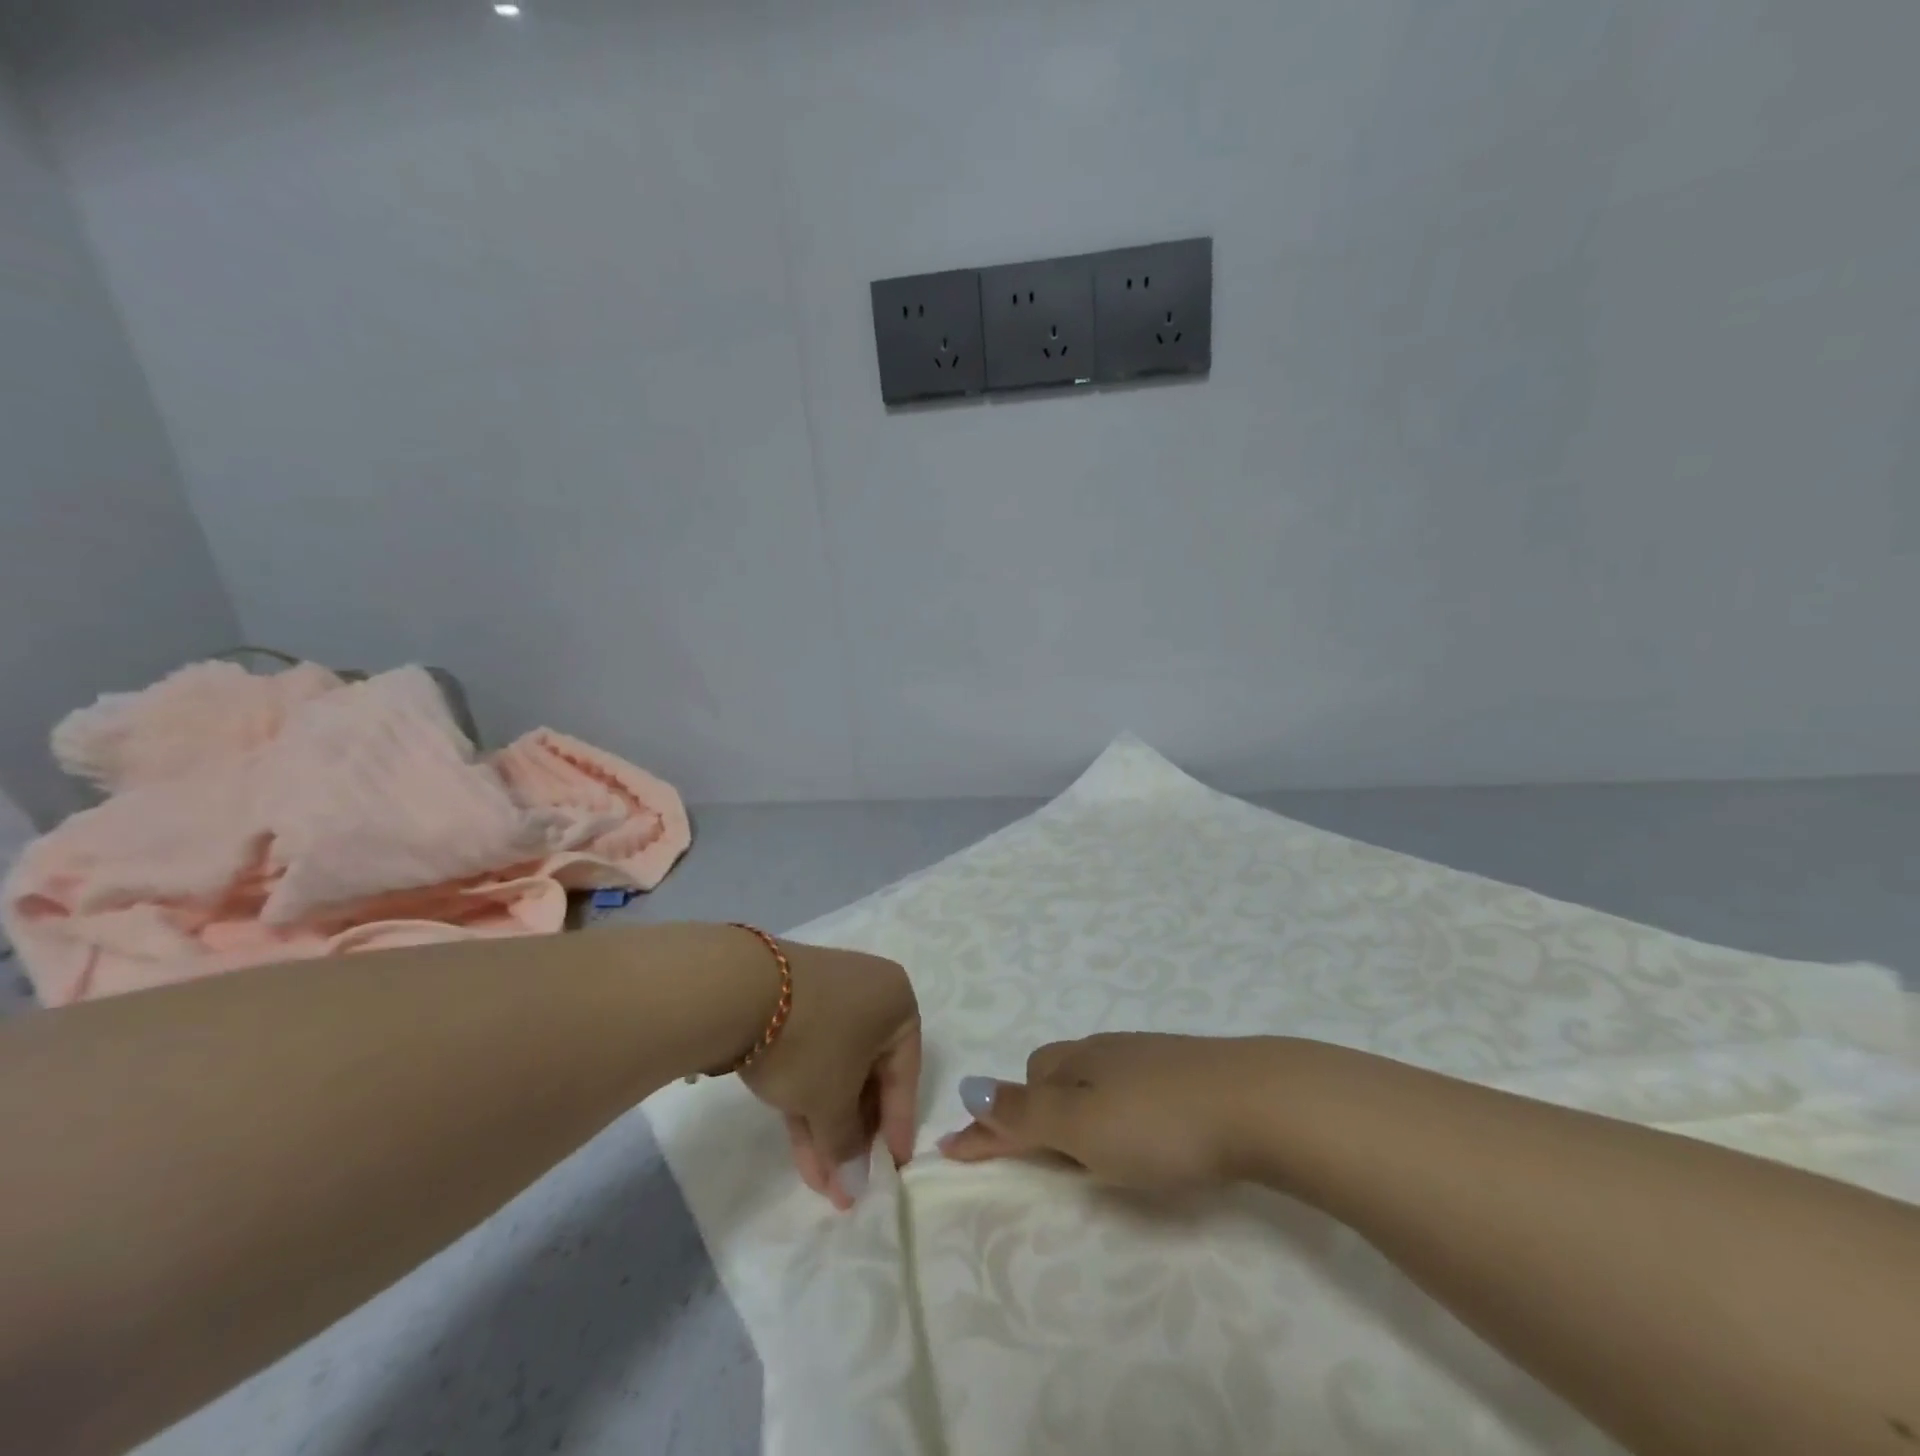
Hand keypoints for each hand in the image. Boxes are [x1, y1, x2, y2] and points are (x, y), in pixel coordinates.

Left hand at [738, 940, 920, 1209]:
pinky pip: (811, 1057)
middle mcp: (868, 993)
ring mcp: (826, 997)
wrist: (740, 991)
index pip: (905, 1074)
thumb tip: (854, 1185)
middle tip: (849, 1182)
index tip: (894, 1169)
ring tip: (821, 1182)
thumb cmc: (811, 1042)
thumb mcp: (833, 1102)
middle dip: (854, 1133)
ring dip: (828, 1125)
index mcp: (896, 1003)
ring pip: (836, 1069)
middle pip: (868, 1074)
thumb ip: (847, 1145)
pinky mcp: (791, 1005)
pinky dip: (808, 1098)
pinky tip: (801, 1147)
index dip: (898, 1127)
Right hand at [938, 1032, 1249, 1191]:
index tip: (956, 1153)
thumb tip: (969, 1088)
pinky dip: (1116, 1107)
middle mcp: (1107, 1050)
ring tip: (1085, 1149)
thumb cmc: (1160, 1122)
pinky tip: (1140, 1129)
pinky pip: (1132, 1085)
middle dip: (1034, 1108)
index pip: (1018, 1088)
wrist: (1261, 1102)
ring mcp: (1151, 1057)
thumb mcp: (1082, 1125)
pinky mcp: (1188, 1071)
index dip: (989, 1123)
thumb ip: (1025, 1113)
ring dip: (1076, 1107)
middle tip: (1036, 1156)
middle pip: (1054, 1074)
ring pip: (1095, 1078)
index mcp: (1077, 1061)